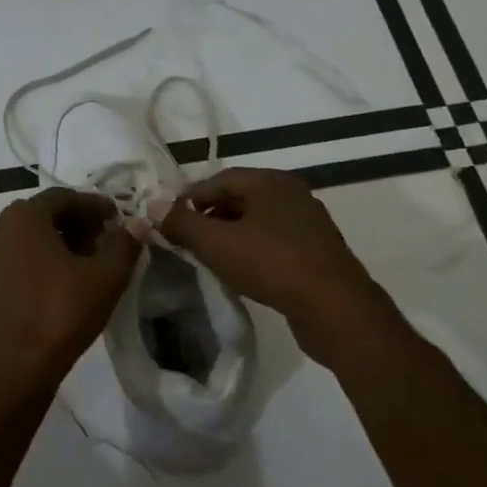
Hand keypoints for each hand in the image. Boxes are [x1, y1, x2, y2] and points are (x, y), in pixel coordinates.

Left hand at [0, 188, 141, 397]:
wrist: (17, 366)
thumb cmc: (62, 313)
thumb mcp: (106, 277)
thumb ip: (125, 244)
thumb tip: (136, 224)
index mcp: (25, 217)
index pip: (65, 196)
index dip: (96, 205)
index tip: (119, 218)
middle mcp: (2, 228)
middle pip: (47, 213)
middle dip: (80, 221)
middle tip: (108, 237)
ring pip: (34, 236)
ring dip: (64, 240)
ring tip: (93, 259)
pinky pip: (23, 255)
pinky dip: (47, 257)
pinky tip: (70, 278)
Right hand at [150, 167, 391, 363]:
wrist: (334, 306)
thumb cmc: (271, 265)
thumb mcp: (217, 243)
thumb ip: (181, 223)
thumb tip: (152, 205)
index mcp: (270, 181)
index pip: (219, 179)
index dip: (189, 198)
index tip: (168, 220)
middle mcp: (292, 193)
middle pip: (239, 198)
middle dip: (209, 216)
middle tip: (185, 240)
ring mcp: (307, 222)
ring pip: (257, 221)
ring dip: (230, 234)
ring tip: (208, 257)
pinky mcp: (315, 250)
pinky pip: (274, 241)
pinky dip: (252, 249)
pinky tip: (241, 270)